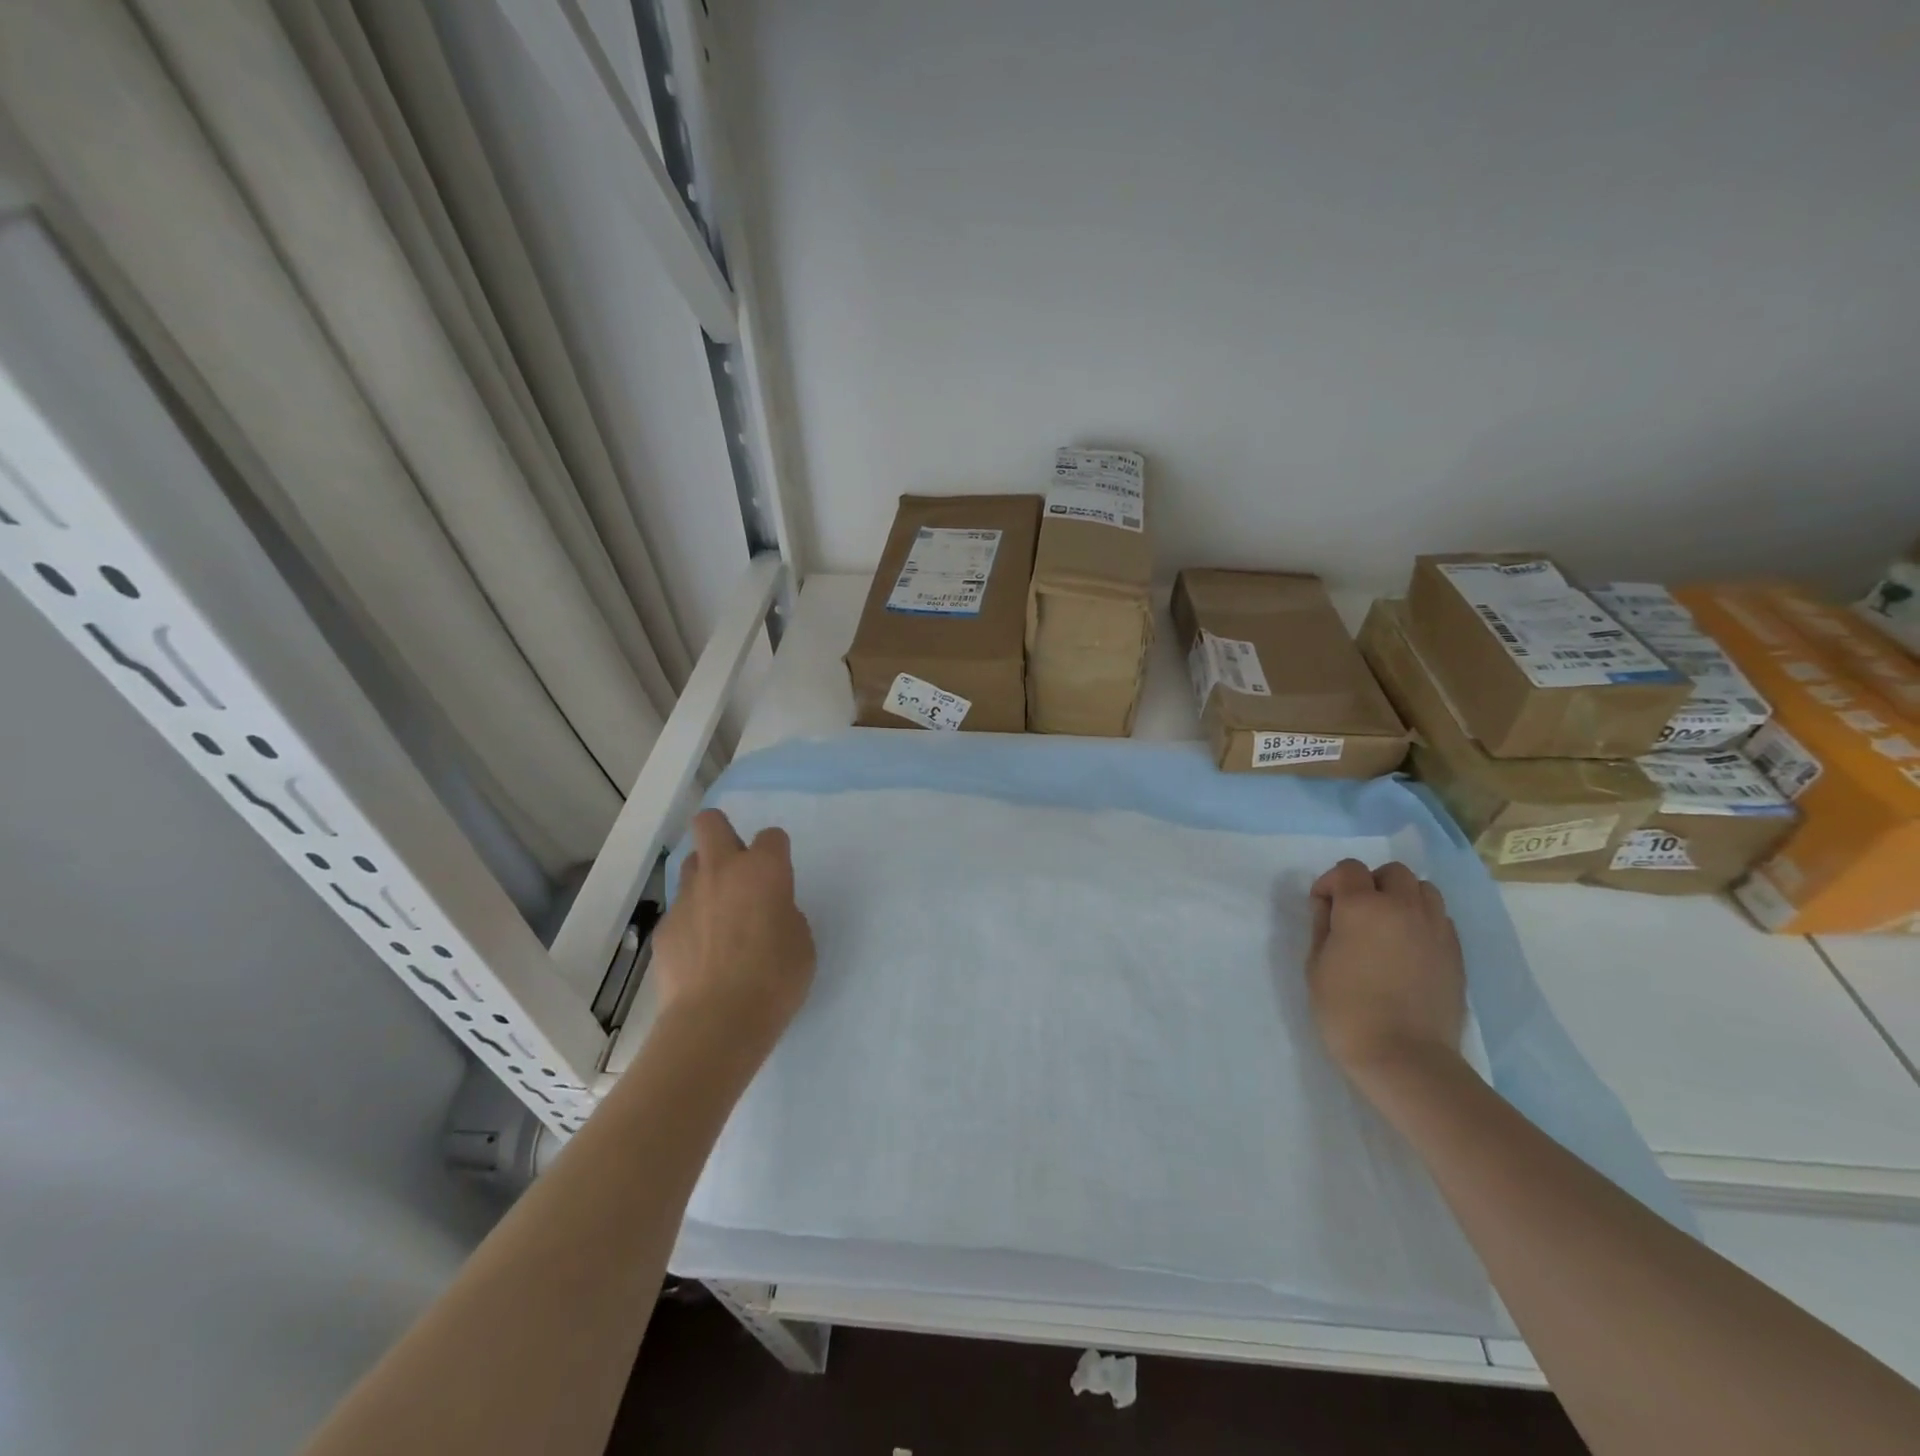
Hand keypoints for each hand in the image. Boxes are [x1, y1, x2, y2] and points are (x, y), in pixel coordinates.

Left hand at [650, 809, 815, 1063]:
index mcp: (764, 870)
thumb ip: (784, 913)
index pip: (772, 836)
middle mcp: (722, 872)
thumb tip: (767, 912)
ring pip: (691, 865)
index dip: (776, 853)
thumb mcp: (801, 942)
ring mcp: (687, 898)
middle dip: (722, 832)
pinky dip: (691, 923)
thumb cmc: (775, 979)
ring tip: (719, 915)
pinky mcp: (665, 929)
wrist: (717, 1022)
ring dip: (706, 879)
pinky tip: (701, 955)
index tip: (779, 878)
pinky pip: (680, 911)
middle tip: (736, 866)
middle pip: (710, 822)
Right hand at [1306, 859, 1465, 1092]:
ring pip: (1423, 889)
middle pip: (1392, 872)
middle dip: (1371, 883)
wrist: (1404, 1056)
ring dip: (1402, 897)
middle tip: (1356, 912)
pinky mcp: (1455, 952)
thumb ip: (1323, 924)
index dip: (1331, 882)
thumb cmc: (1346, 1009)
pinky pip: (1440, 918)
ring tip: (1388, 924)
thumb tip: (1331, 906)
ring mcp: (1435, 928)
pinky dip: (1423, 919)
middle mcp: (1403, 907)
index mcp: (1363, 906)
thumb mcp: (1316, 963)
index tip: (1322, 906)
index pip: (1348, 869)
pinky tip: (1409, 946)